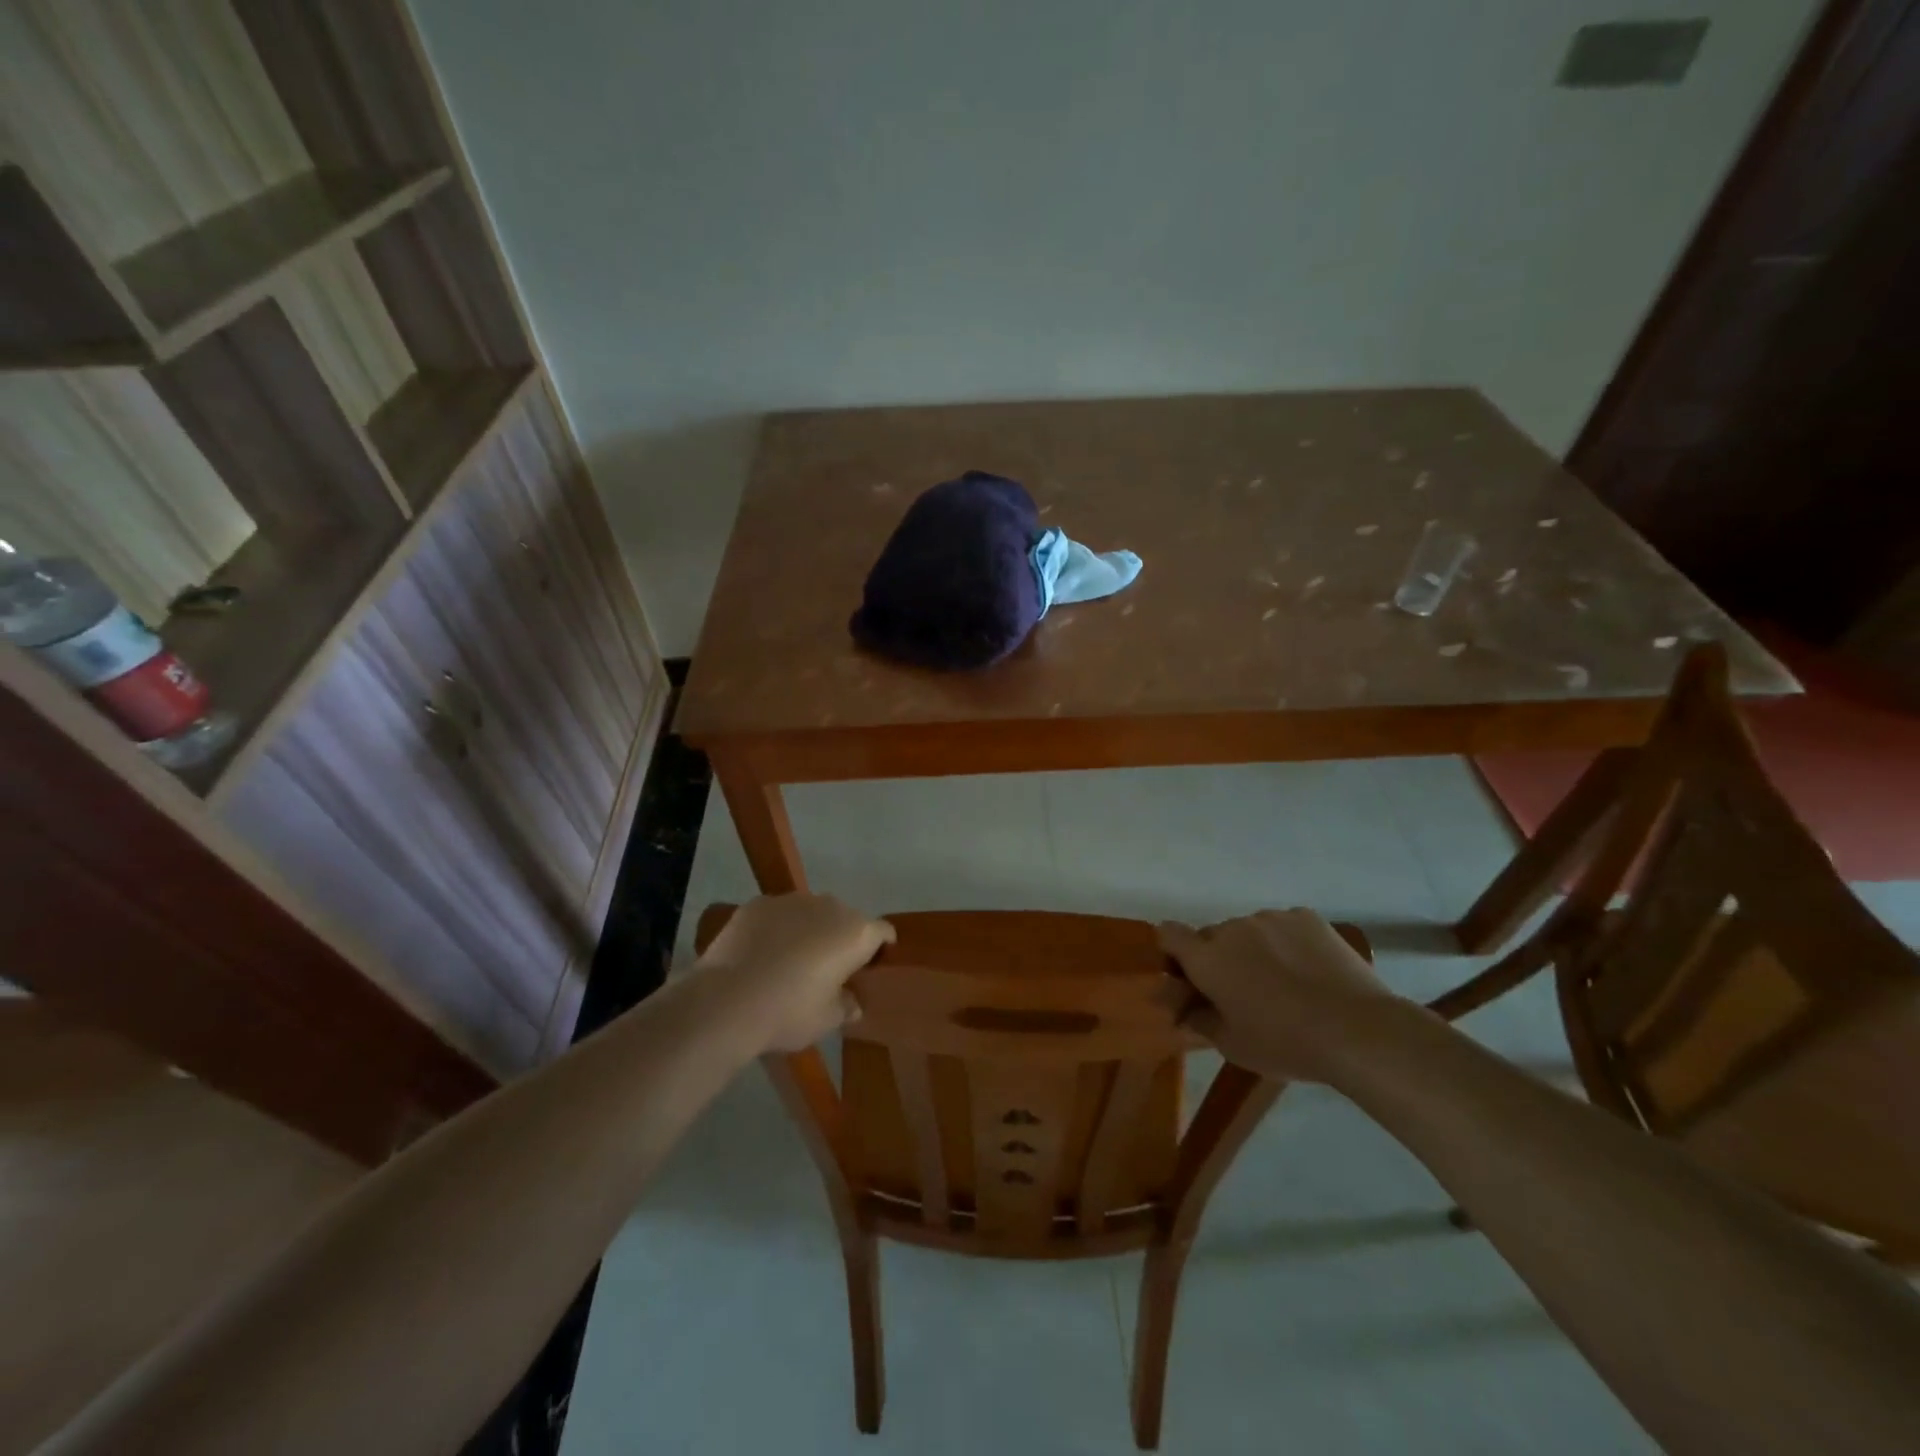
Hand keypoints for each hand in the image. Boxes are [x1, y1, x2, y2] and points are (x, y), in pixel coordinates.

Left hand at [695, 894, 895, 1051]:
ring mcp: (792, 900)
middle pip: (846, 919)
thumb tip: (852, 1002)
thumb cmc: (788, 1012)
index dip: (880, 949)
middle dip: (841, 939)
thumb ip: (846, 1006)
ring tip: (789, 961)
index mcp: (856, 933)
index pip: (883, 932)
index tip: (870, 967)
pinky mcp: (759, 903)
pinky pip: (779, 914)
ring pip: (811, 913)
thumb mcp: (827, 1020)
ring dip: (809, 930)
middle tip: (827, 970)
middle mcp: (830, 906)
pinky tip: (762, 953)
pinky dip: (778, 928)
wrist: (726, 1000)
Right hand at [1158, 909, 1396, 1081]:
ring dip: (1254, 950)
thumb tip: (1183, 1008)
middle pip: (1212, 936)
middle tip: (1244, 992)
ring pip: (1249, 931)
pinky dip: (1287, 944)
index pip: (1168, 933)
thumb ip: (1198, 1020)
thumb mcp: (1232, 1045)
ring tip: (1285, 983)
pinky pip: (1283, 927)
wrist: (1358, 1030)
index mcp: (1206, 958)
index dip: (1173, 951)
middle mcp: (1232, 928)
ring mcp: (1271, 918)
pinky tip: (1309, 971)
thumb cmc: (1285, 1043)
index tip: (1189, 976)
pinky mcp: (1306, 917)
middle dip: (1219, 958)